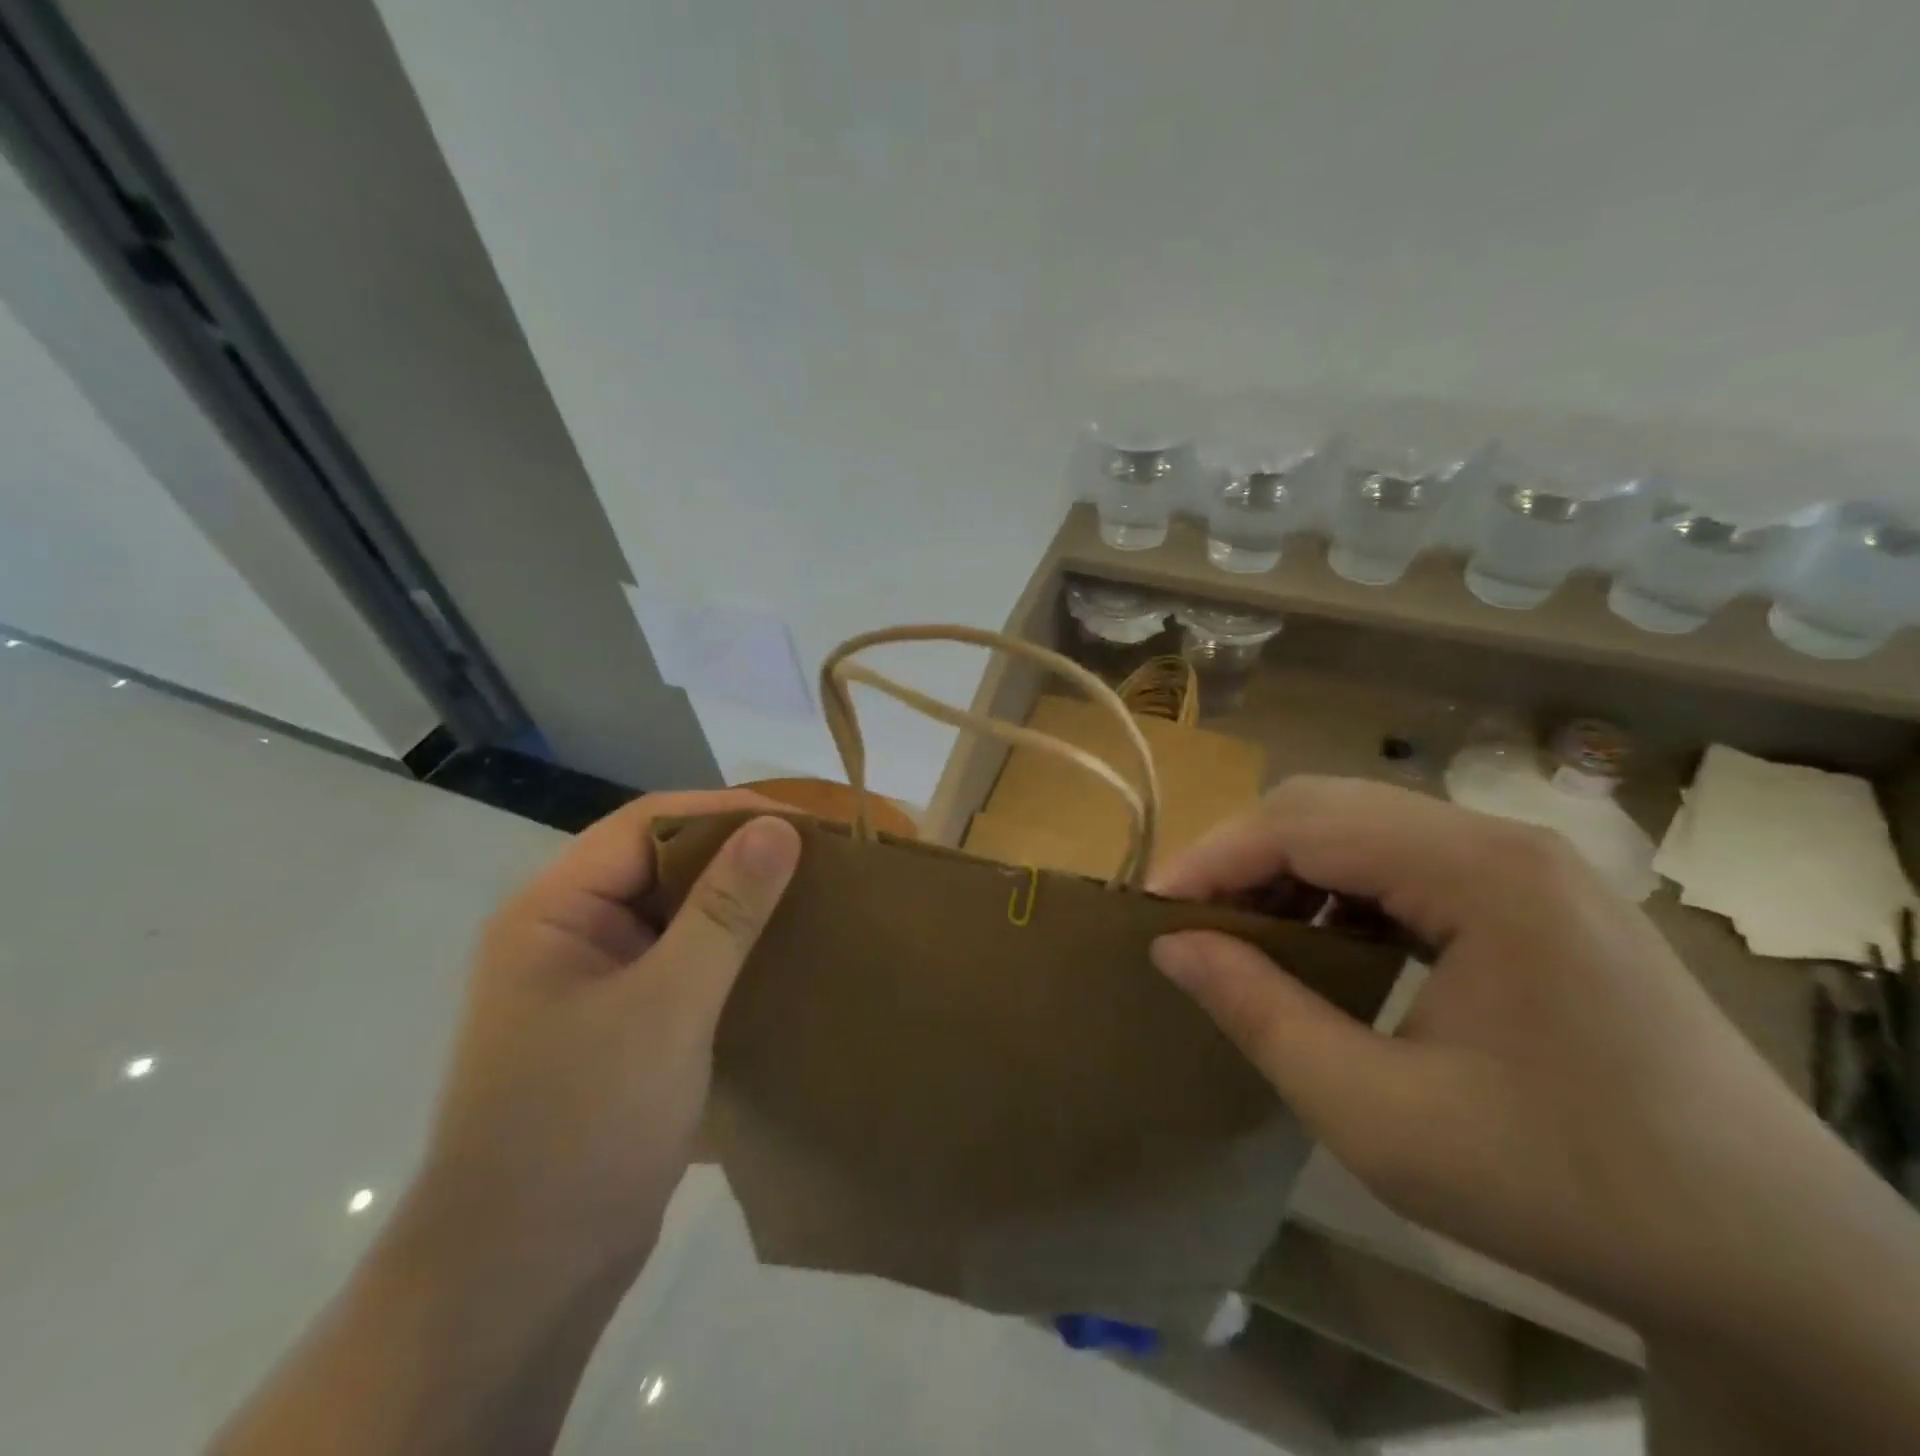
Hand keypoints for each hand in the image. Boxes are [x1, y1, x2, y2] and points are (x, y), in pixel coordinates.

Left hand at [406, 790, 801, 1293]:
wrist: (523, 1279)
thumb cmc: (584, 1124)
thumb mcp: (667, 1005)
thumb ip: (725, 911)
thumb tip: (780, 827)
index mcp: (553, 911)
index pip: (646, 826)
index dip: (725, 814)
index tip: (802, 824)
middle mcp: (567, 935)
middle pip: (661, 865)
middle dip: (736, 858)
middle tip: (816, 861)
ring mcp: (592, 984)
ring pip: (675, 916)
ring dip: (737, 907)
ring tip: (810, 901)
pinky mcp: (619, 1027)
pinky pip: (681, 964)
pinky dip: (728, 954)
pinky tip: (779, 959)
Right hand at [1148, 776, 1822, 1324]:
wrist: (1777, 1260)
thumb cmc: (1570, 1188)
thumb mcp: (1382, 1118)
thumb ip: (1262, 1015)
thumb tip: (1172, 945)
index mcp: (1480, 872)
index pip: (1302, 824)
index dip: (1213, 858)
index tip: (1152, 909)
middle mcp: (1503, 840)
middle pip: (1330, 806)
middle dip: (1243, 854)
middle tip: (1193, 920)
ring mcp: (1527, 864)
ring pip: (1363, 825)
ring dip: (1289, 866)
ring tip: (1246, 931)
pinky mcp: (1536, 895)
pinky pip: (1405, 860)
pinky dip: (1340, 886)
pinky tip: (1325, 939)